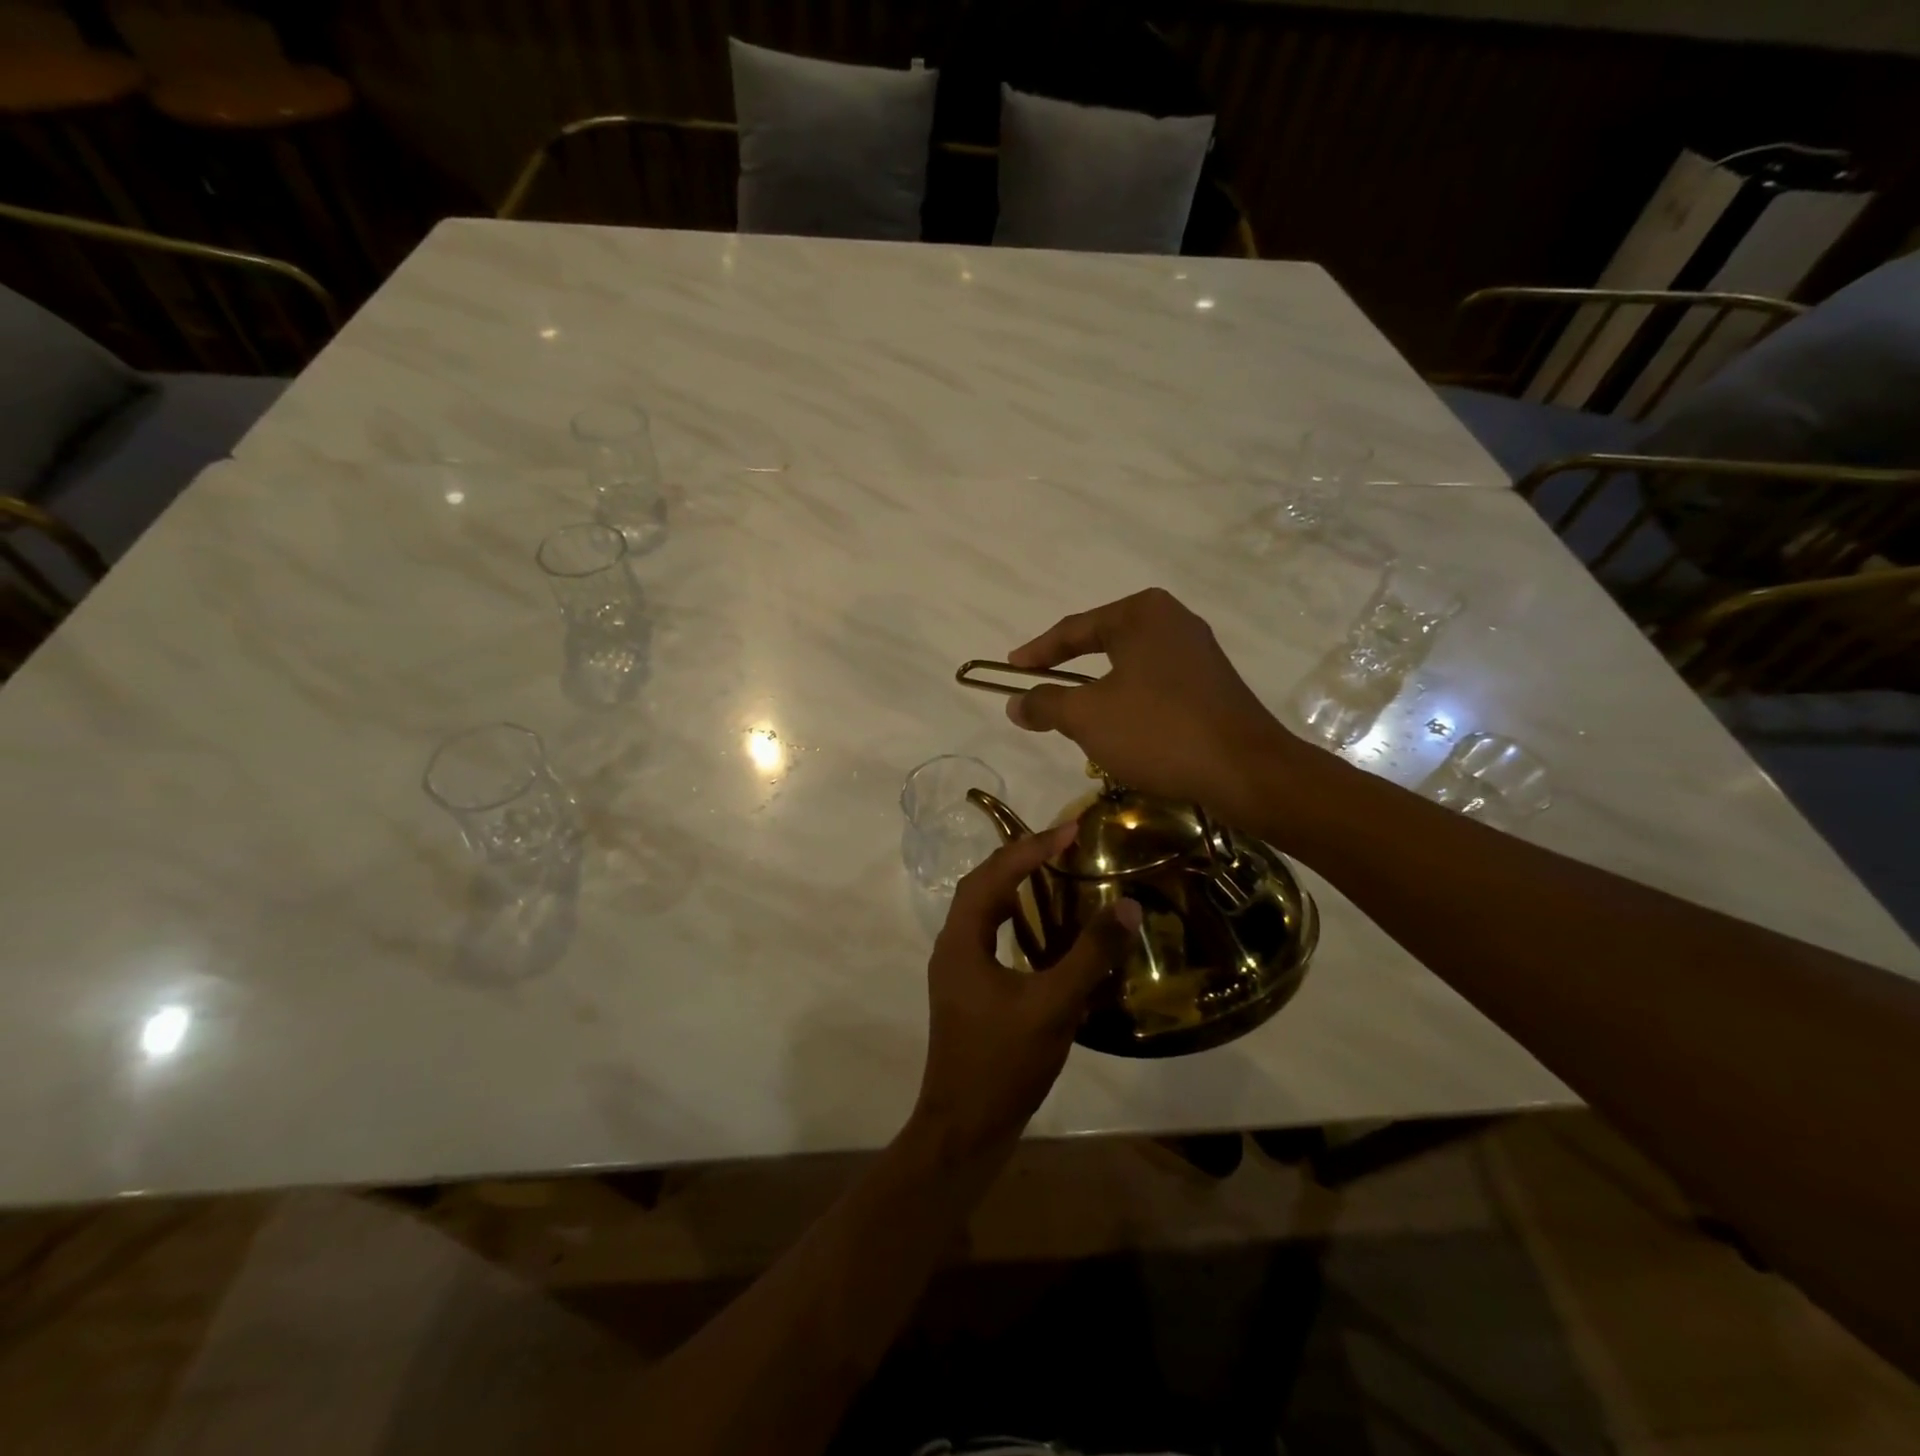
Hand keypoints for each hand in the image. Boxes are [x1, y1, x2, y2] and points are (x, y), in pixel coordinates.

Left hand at [911, 825, 1139, 1165]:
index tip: (1069, 830)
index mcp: (962, 941)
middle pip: (982, 885)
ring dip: (1013, 885)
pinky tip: (1041, 930)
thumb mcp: (1053, 1006)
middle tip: (1062, 844)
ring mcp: (956, 970)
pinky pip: (989, 935)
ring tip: (1052, 872)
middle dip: (1020, 859)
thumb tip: (1126, 905)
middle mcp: (952, 946)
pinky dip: (1013, 918)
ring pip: (982, 911)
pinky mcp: (967, 991)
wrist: (965, 1128)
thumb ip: (1090, 955)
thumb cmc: (1003, 1063)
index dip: (1031, 849)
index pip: (994, 876)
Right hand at [1005, 587, 1312, 825]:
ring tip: (1074, 712)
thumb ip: (1045, 704)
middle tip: (1039, 685)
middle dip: (1069, 667)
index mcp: (1141, 614)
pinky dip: (1129, 701)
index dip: (1037, 652)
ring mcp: (1198, 651)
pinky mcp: (1213, 683)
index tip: (1010, 668)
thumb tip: (1015, 703)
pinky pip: (1155, 684)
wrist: (1245, 770)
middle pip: (1103, 642)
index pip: (1074, 629)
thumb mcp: (1087, 717)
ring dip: (1099, 689)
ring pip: (1130, 666)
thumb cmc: (1158, 731)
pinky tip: (1121, 728)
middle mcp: (1172, 620)